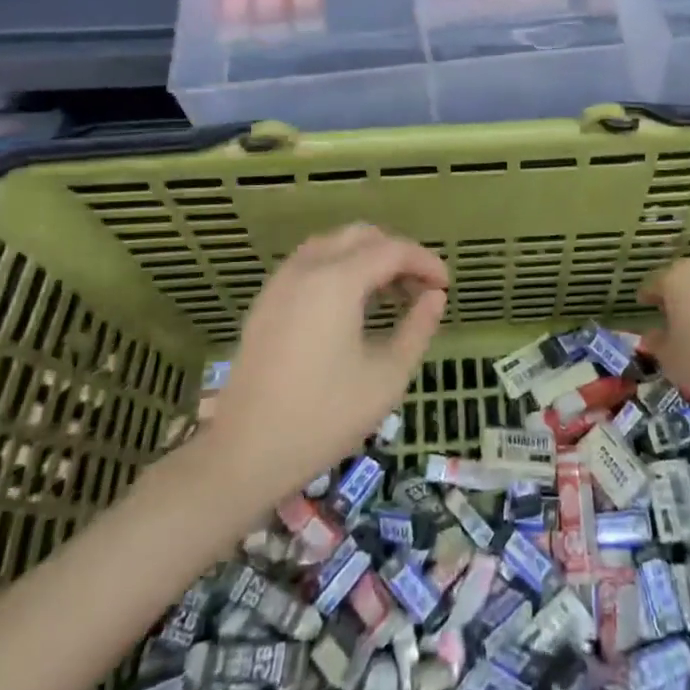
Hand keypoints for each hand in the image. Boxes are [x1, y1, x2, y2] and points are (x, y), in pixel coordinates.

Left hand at [209, 224, 448, 500]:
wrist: (244, 454)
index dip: (425, 262)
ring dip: (366, 258)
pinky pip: (310, 264)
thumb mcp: (386, 377)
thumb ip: (417, 329)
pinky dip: (339, 269)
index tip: (446, 287)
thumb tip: (434, 298)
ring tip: (391, 295)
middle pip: (361, 236)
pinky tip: (353, 307)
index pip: (392, 250)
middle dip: (396, 254)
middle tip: (420, 288)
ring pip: (333, 245)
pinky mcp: (266, 302)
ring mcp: (280, 283)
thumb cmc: (324, 417)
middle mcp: (306, 268)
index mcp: (336, 281)